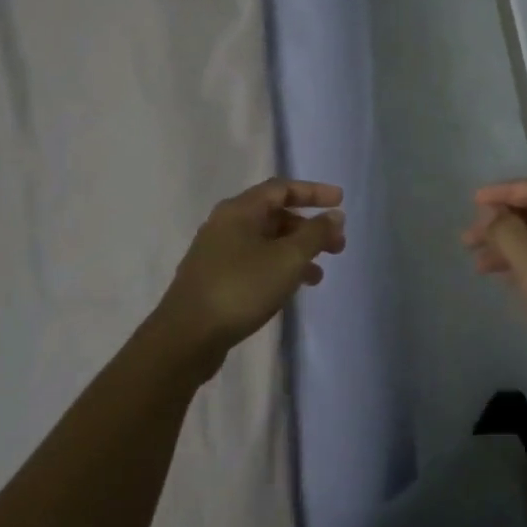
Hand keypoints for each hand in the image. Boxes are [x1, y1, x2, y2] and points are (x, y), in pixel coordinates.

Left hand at [157, 179, 344, 375]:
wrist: (186, 338)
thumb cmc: (241, 288)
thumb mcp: (287, 259)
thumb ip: (315, 234)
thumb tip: (334, 215)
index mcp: (239, 210)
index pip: (282, 188)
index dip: (313, 192)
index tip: (340, 201)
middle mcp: (225, 225)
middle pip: (274, 215)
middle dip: (309, 228)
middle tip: (337, 245)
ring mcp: (217, 253)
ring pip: (266, 242)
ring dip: (296, 252)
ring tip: (319, 274)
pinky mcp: (214, 279)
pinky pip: (255, 263)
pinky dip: (278, 268)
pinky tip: (292, 289)